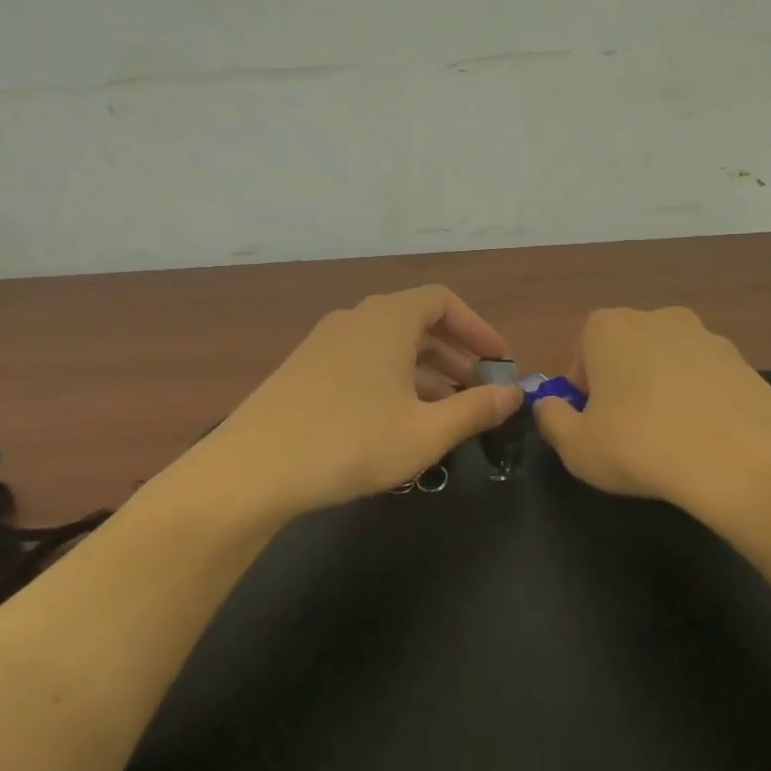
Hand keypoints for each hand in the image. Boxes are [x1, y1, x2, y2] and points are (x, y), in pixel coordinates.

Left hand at [196, 286, 523, 517]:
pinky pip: (363, 363)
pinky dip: (392, 382)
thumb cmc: (351, 442)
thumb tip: (516, 394)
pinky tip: (399, 422)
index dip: (477, 328)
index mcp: (387, 319)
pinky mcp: (305, 370)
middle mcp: (355, 319)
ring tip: (448, 413)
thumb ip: (476, 410)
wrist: (253, 469)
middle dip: (456, 356)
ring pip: (389, 347)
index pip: (442, 300)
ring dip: (425, 373)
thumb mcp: (425, 431)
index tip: (500, 362)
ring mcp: (325, 344)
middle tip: (481, 393)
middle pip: (417, 323)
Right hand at [533, 306, 770, 522]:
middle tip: (626, 432)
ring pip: (668, 363)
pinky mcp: (744, 360)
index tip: (591, 421)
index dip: (583, 389)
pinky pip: (706, 378)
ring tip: (669, 438)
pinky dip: (699, 400)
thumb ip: (551, 420)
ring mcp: (706, 335)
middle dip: (621, 384)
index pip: (582, 351)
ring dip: (662, 390)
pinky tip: (704, 439)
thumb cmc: (641, 446)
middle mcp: (657, 317)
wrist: (743, 459)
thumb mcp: (576, 446)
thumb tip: (547, 406)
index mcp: (609, 327)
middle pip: (626, 351)